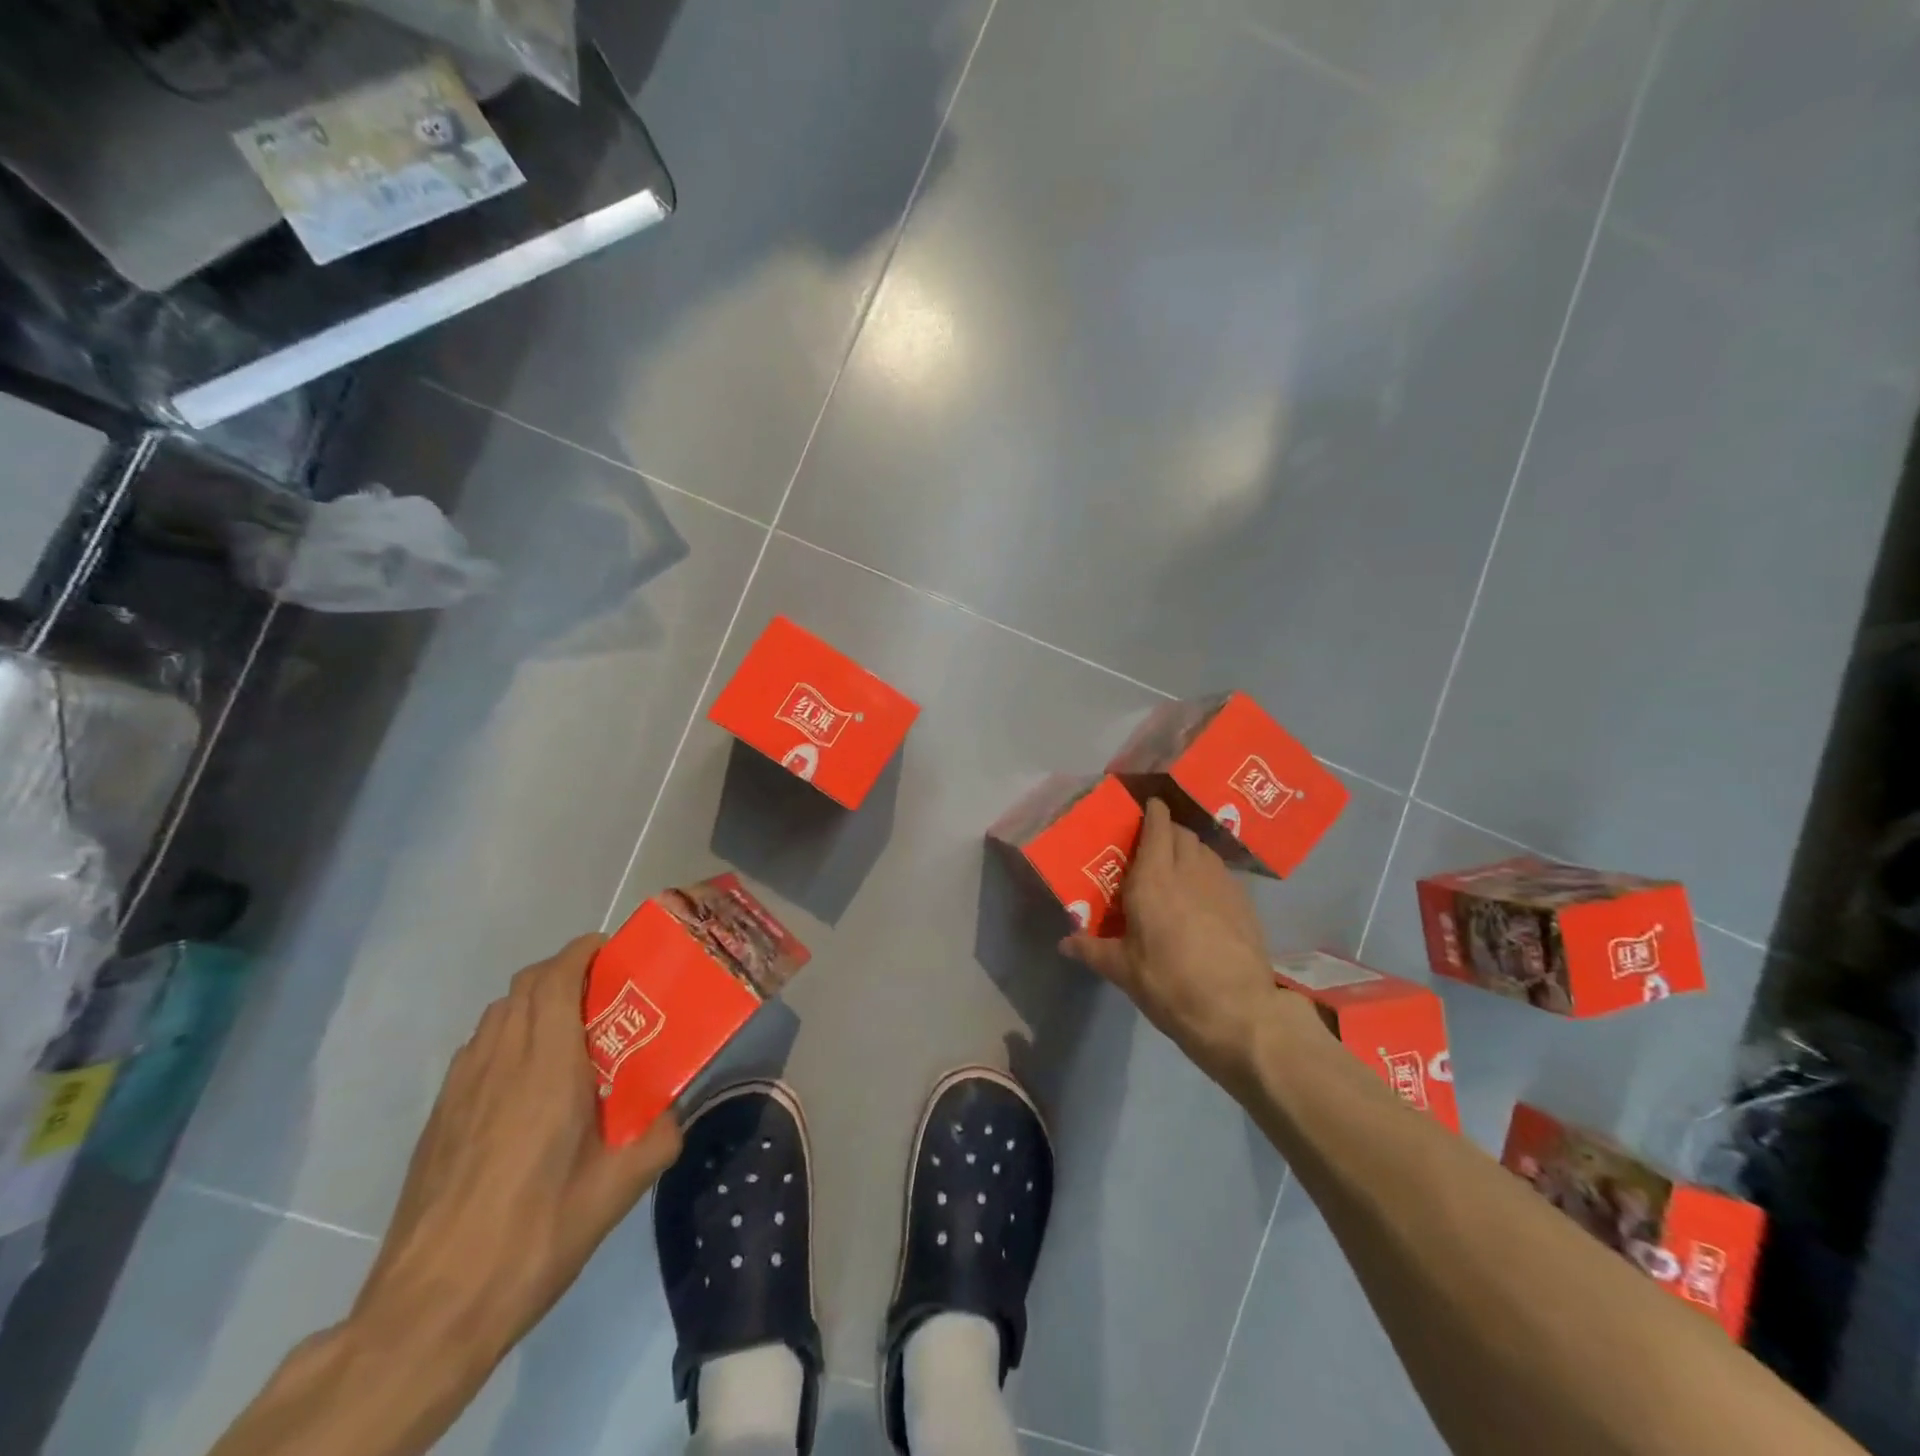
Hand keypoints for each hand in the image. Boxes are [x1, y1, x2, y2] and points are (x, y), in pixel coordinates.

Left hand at [351, 936, 682, 1371]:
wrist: (430, 1309)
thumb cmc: (536, 1236)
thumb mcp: (618, 1190)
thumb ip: (660, 1136)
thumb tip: (677, 1109)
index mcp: (548, 1068)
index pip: (556, 978)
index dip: (583, 952)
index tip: (614, 953)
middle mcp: (500, 1061)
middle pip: (526, 985)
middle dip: (565, 970)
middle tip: (604, 992)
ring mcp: (461, 1087)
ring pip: (498, 1013)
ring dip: (534, 1001)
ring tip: (570, 1031)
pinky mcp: (439, 1115)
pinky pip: (479, 1047)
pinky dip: (508, 1034)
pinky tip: (527, 1081)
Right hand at [1060, 799, 1297, 1089]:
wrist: (1238, 1012)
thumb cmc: (1170, 985)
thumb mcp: (1124, 971)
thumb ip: (1092, 950)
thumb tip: (1064, 943)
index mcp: (1152, 880)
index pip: (1157, 828)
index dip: (1153, 812)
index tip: (1147, 807)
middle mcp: (1188, 871)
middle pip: (1182, 833)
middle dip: (1168, 830)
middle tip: (1153, 844)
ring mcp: (1221, 884)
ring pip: (1204, 850)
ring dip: (1190, 849)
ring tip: (1178, 867)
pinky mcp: (1244, 903)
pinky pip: (1222, 873)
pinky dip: (1209, 872)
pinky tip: (1203, 896)